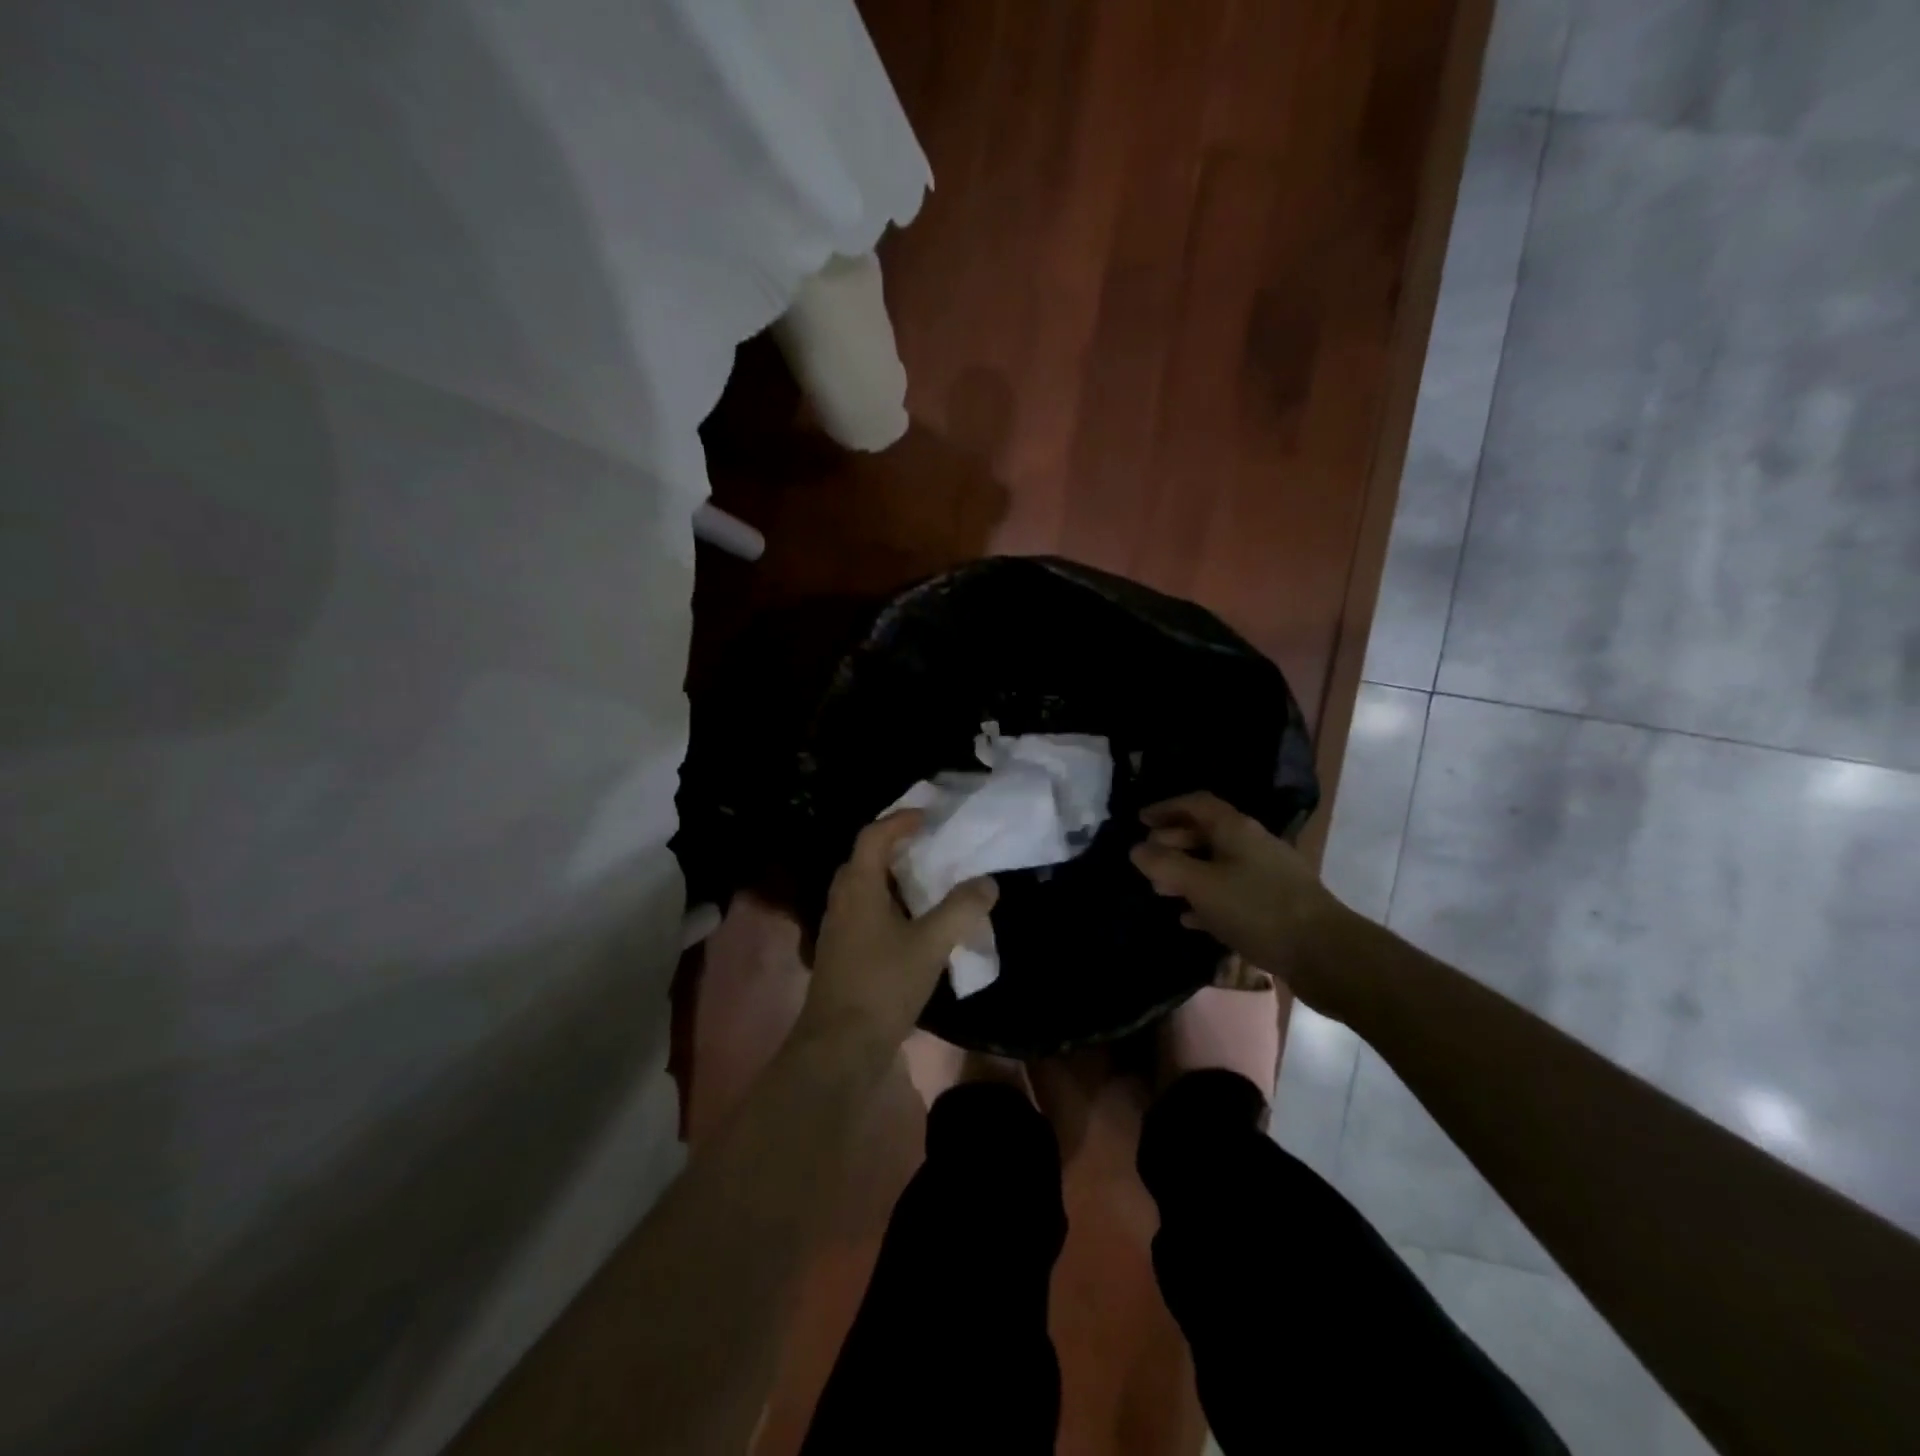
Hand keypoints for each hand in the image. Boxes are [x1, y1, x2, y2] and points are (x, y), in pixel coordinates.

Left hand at [802, 811, 997, 1054]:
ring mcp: (837, 928)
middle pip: (865, 859)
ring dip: (892, 878)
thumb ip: (961, 909)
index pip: (873, 836)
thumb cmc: (883, 984)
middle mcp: (842, 900)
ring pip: (863, 888)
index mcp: (858, 887)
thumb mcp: (931, 944)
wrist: (840, 1046)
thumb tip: (987, 882)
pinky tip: (913, 924)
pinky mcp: (841, 953)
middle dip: (895, 847)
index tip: (929, 817)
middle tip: (929, 847)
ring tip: (927, 882)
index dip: (900, 821)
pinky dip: (888, 905)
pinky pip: (864, 912)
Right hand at [1129, 792, 1349, 1009]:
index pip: (1197, 803)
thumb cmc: (1257, 910)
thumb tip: (1137, 848)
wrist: (1325, 953)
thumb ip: (1165, 864)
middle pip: (1207, 832)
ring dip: (1188, 872)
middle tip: (1147, 858)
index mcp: (1236, 829)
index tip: (1140, 819)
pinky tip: (1190, 919)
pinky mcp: (1275, 905)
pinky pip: (1232, 893)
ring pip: (1218, 864)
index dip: (1167, 807)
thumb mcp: (1202, 885)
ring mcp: (1267, 875)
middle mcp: (1253, 844)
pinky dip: (1207, 899)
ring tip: (1161, 890)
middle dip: (1174, 842)